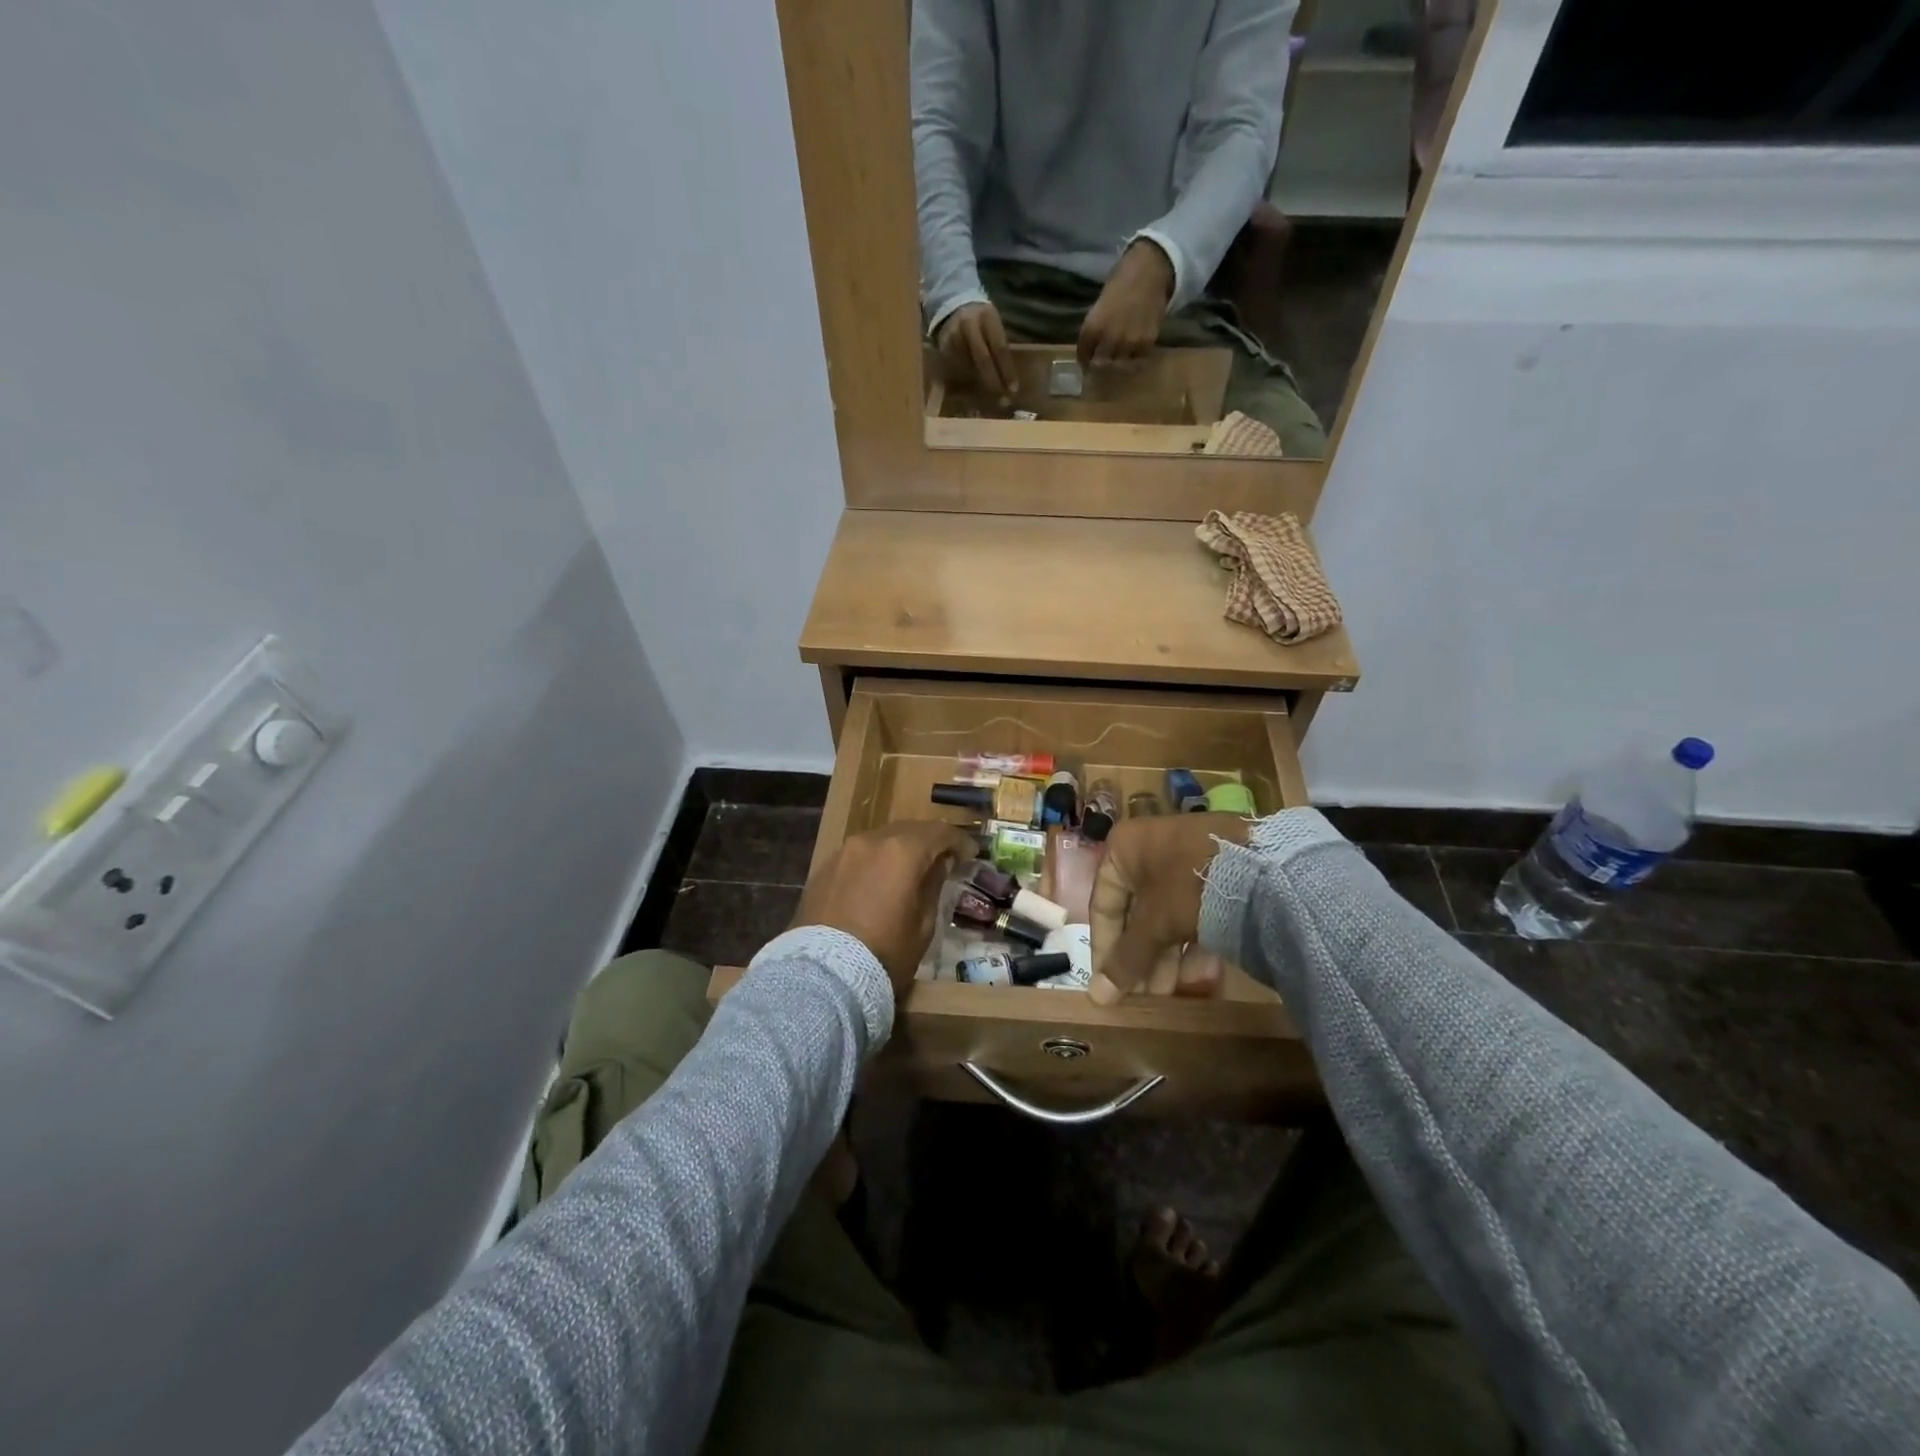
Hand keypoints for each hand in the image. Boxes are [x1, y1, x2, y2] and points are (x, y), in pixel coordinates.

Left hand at [791, 821, 977, 993]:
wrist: (824, 976)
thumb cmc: (885, 953)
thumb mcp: (923, 924)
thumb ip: (933, 885)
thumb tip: (939, 864)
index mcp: (902, 851)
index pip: (939, 832)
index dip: (959, 841)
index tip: (970, 854)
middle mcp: (872, 841)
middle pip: (908, 829)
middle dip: (928, 841)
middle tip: (942, 859)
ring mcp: (843, 852)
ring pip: (880, 840)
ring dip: (898, 850)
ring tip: (908, 871)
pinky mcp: (823, 868)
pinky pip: (857, 856)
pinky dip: (874, 862)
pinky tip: (877, 882)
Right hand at [936, 301, 1017, 404]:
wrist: (954, 306)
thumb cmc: (981, 320)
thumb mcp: (994, 325)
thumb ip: (999, 346)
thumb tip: (1008, 379)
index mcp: (987, 317)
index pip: (999, 348)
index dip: (1007, 371)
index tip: (1014, 389)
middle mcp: (969, 325)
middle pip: (983, 359)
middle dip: (993, 381)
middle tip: (1002, 400)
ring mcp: (953, 335)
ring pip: (968, 367)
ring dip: (979, 385)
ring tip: (988, 398)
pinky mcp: (942, 346)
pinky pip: (955, 369)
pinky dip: (964, 382)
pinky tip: (972, 391)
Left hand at [1077, 240, 1173, 369]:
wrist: (1148, 272)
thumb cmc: (1120, 285)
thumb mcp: (1098, 309)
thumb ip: (1093, 330)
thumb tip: (1091, 350)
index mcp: (1092, 329)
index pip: (1083, 356)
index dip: (1084, 360)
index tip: (1087, 361)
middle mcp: (1108, 339)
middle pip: (1100, 365)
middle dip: (1099, 364)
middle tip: (1104, 361)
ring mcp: (1127, 343)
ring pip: (1118, 365)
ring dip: (1117, 363)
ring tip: (1120, 355)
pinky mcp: (1145, 344)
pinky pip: (1137, 359)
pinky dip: (1134, 357)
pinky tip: (1134, 349)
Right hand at [1088, 813, 1250, 1005]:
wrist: (1265, 864)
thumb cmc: (1189, 886)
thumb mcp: (1154, 925)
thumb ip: (1126, 960)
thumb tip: (1097, 997)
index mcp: (1125, 848)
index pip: (1103, 904)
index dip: (1104, 948)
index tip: (1108, 984)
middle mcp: (1152, 847)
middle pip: (1137, 912)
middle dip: (1141, 958)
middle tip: (1145, 995)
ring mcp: (1188, 857)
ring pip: (1168, 914)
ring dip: (1167, 957)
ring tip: (1172, 993)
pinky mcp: (1220, 871)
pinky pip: (1196, 910)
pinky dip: (1194, 944)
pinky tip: (1201, 978)